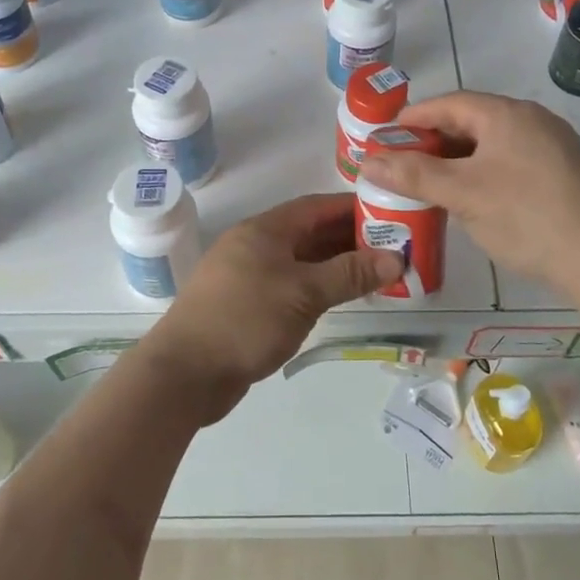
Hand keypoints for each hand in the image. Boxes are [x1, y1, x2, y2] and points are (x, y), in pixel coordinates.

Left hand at [142, 194, 402, 423]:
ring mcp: (247, 275)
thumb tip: (395, 259)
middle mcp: (254, 245)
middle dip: (349, 238)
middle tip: (392, 247)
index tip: (389, 213)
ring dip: (334, 265)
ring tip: (375, 273)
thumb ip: (349, 274)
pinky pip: (289, 285)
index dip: (352, 208)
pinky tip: (339, 299)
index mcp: (264, 230)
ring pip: (300, 261)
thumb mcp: (304, 294)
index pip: (316, 206)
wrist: (184, 373)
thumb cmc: (245, 320)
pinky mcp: (245, 305)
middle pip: (309, 232)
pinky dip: (316, 287)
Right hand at [358, 90, 579, 290]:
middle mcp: (531, 120)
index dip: (413, 118)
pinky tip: (473, 198)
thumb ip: (413, 175)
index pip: (448, 103)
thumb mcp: (462, 194)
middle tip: (403, 163)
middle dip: (433, 141)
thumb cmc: (526, 216)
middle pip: (471, 121)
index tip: (385, 136)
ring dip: (458, 159)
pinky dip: (484, 171)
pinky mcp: (564, 173)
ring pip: (492, 144)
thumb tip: (367, 161)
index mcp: (506, 114)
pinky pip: (512, 161)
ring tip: (431, 182)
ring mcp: (553, 146)